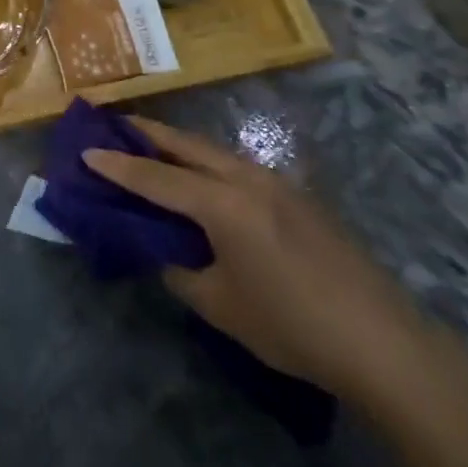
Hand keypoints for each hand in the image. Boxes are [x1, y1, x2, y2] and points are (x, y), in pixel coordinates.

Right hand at [84, 117, 434, 404]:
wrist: (383, 342)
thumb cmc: (292, 325)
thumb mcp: (221, 306)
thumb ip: (181, 270)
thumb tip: (163, 251)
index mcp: (221, 203)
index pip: (155, 178)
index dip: (117, 167)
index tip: (84, 152)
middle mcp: (245, 178)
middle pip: (185, 145)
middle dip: (146, 133)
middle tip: (113, 123)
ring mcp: (275, 182)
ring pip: (213, 150)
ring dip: (178, 145)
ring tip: (152, 145)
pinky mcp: (296, 196)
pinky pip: (236, 165)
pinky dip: (206, 162)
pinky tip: (204, 180)